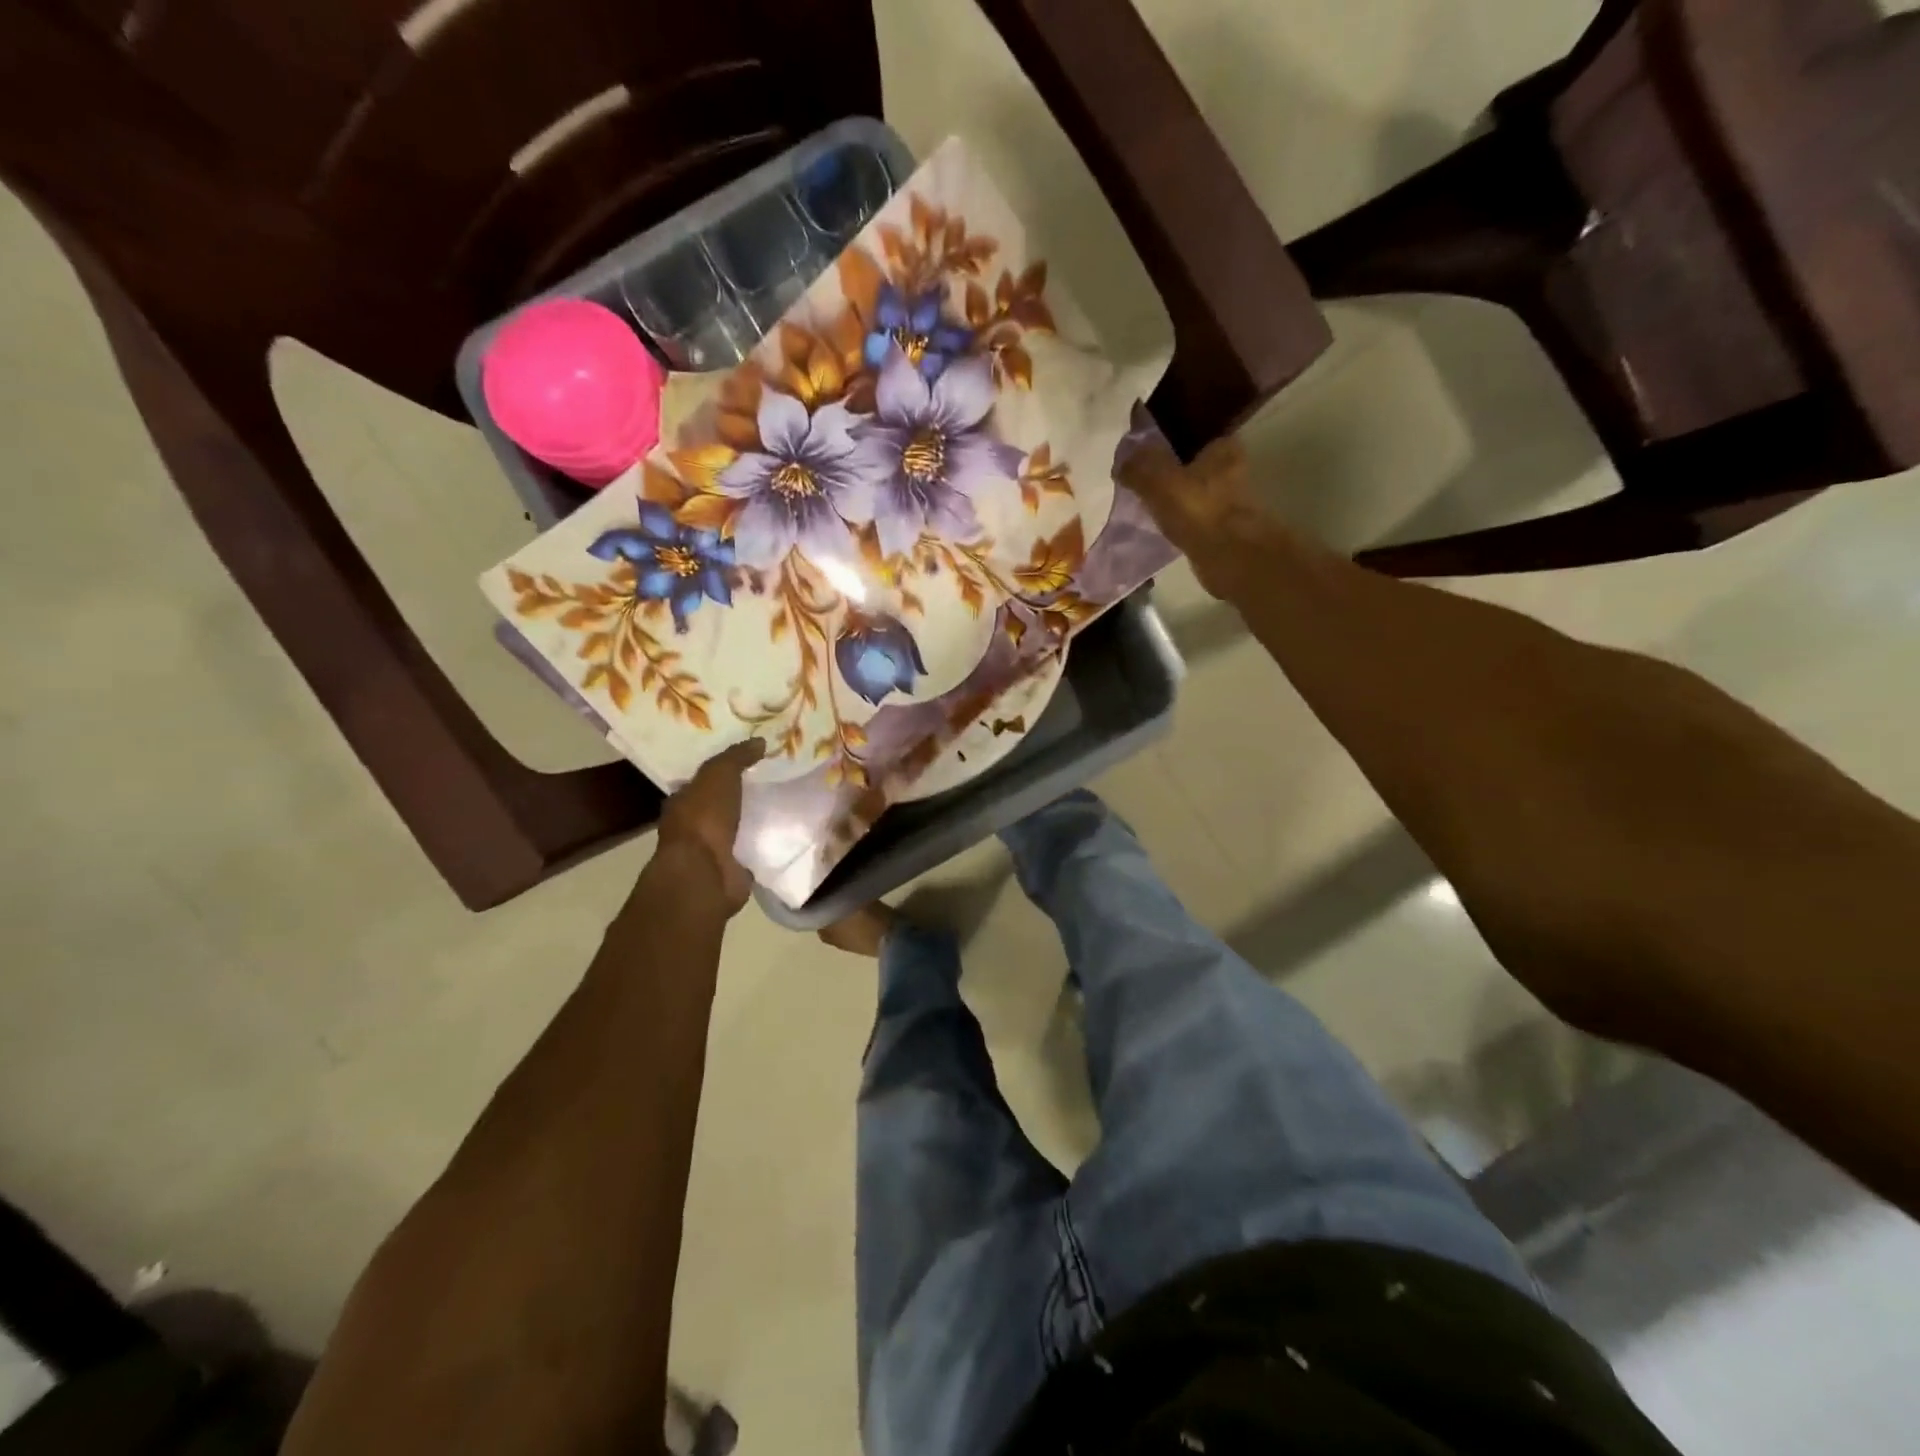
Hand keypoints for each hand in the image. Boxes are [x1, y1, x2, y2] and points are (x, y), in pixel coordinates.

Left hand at [655, 738, 765, 914]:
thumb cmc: (704, 818)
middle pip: (718, 807)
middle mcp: (693, 826)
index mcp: (682, 802)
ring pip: (735, 830)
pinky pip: (750, 852)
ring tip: (782, 807)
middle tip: (770, 783)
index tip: (747, 765)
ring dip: (752, 822)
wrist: (705, 872)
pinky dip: (762, 845)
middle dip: (739, 798)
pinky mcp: (731, 870)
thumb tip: (759, 741)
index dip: (721, 773)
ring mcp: (711, 852)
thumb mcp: (719, 775)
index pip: (700, 783)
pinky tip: (782, 835)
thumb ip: (736, 757)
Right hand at [1115, 422, 1275, 597]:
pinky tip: (1162, 525)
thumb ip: (1138, 469)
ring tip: (1148, 504)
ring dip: (1175, 498)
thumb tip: (1121, 464)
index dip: (1169, 441)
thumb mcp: (1158, 482)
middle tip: (1142, 481)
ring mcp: (1229, 500)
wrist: (1229, 556)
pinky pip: (1194, 516)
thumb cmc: (1197, 509)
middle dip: (1171, 472)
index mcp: (1222, 447)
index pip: (1192, 433)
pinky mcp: (1223, 527)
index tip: (1146, 453)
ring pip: (1194, 491)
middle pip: (1193, 464)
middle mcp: (1232, 469)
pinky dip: (1180, 519)